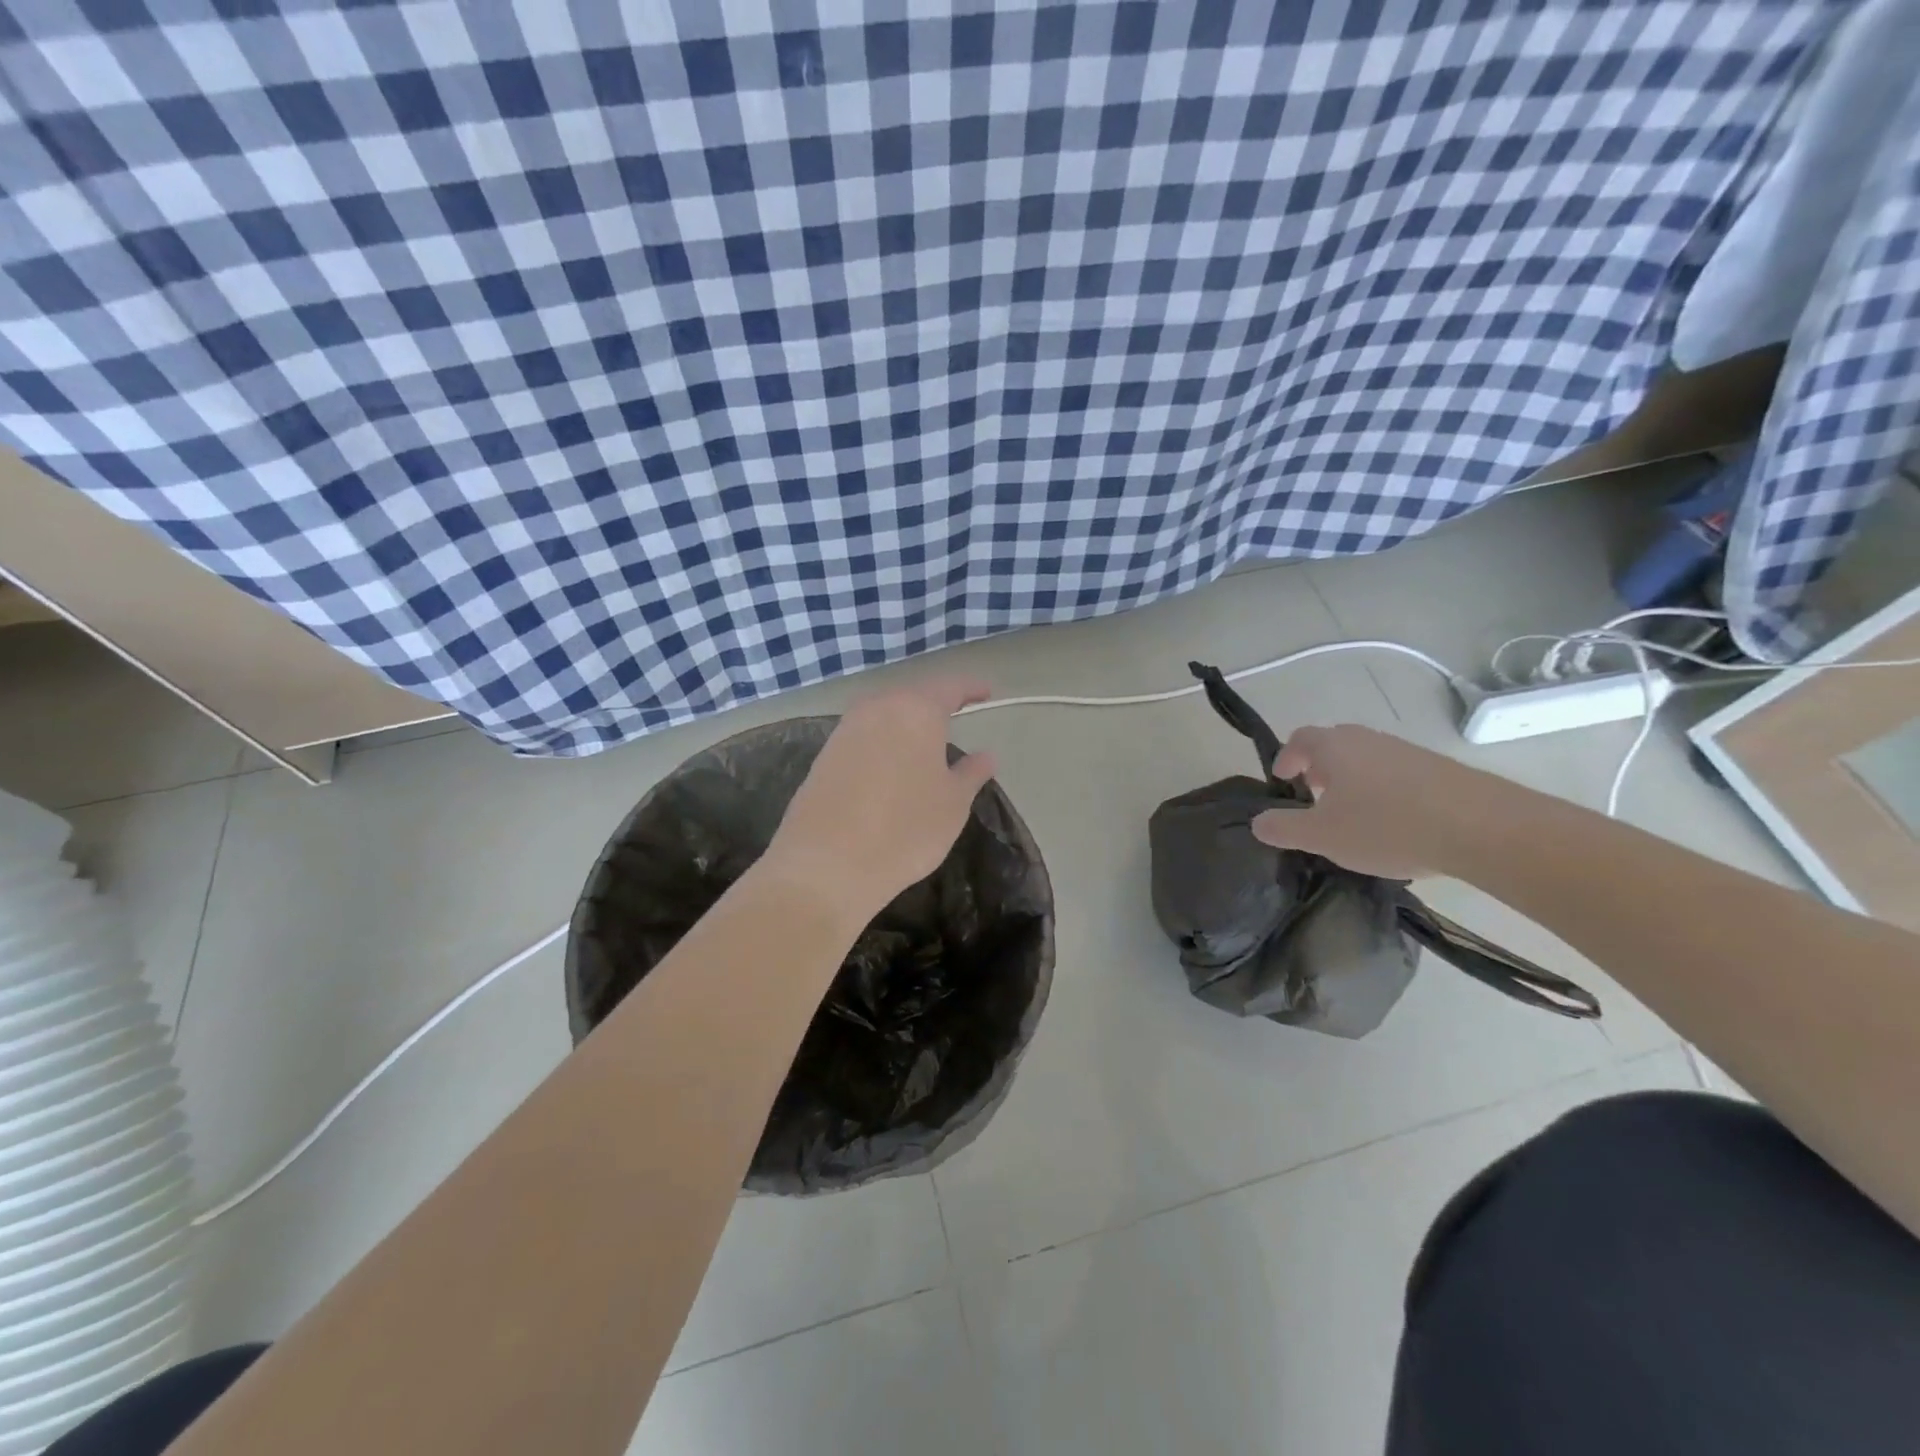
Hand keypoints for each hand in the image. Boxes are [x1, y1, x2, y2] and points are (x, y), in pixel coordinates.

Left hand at [761, 678, 997, 927]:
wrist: (826, 865)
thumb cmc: (905, 829)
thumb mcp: (953, 804)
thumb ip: (971, 773)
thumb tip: (986, 755)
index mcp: (916, 710)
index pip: (950, 687)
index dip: (971, 688)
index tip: (987, 692)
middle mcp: (877, 708)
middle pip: (912, 696)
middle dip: (935, 704)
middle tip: (956, 716)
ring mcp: (845, 730)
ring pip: (884, 715)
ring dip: (905, 723)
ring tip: (924, 742)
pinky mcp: (824, 755)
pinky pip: (863, 737)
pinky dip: (882, 743)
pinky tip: (890, 765)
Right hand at [1251, 724, 1469, 879]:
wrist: (1481, 828)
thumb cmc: (1386, 826)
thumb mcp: (1321, 836)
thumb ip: (1283, 828)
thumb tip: (1257, 822)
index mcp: (1334, 747)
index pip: (1299, 739)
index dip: (1286, 757)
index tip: (1282, 780)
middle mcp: (1369, 739)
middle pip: (1334, 744)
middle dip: (1319, 768)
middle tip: (1313, 797)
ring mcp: (1407, 751)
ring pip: (1367, 759)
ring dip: (1352, 781)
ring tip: (1353, 815)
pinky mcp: (1439, 769)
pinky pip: (1397, 774)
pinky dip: (1384, 791)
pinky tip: (1393, 824)